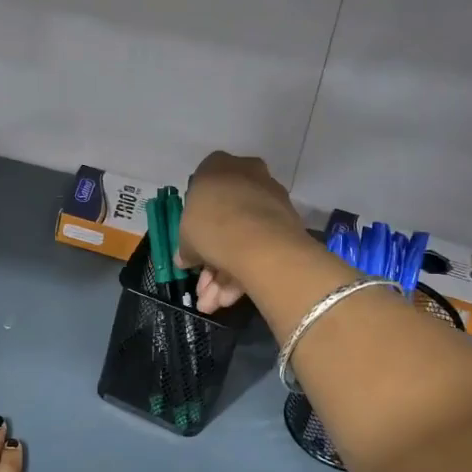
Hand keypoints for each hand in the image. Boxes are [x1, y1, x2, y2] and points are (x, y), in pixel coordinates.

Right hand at [177, 152, 306, 314]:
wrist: (256, 240)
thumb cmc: (211, 225)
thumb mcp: (185, 235)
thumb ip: (185, 246)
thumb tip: (185, 258)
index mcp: (218, 166)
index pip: (203, 187)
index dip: (195, 221)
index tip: (191, 244)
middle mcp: (248, 175)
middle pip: (224, 220)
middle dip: (210, 260)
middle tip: (201, 288)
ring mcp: (270, 200)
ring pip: (241, 238)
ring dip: (223, 276)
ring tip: (212, 304)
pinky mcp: (287, 223)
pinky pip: (258, 247)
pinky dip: (242, 274)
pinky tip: (228, 300)